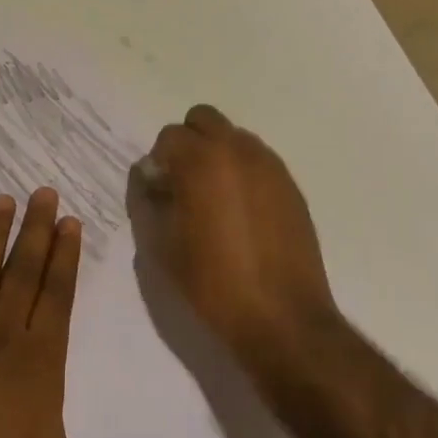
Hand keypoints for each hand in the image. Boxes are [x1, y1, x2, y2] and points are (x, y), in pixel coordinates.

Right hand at [128, 105, 338, 369]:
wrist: (283, 319)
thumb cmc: (213, 284)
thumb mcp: (162, 247)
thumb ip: (147, 202)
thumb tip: (149, 179)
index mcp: (201, 161)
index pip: (168, 137)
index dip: (158, 163)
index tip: (159, 193)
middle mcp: (237, 150)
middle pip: (203, 119)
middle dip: (187, 143)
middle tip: (183, 183)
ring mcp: (269, 165)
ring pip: (233, 137)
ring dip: (217, 154)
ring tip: (214, 199)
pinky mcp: (290, 186)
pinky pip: (258, 160)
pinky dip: (242, 172)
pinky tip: (241, 213)